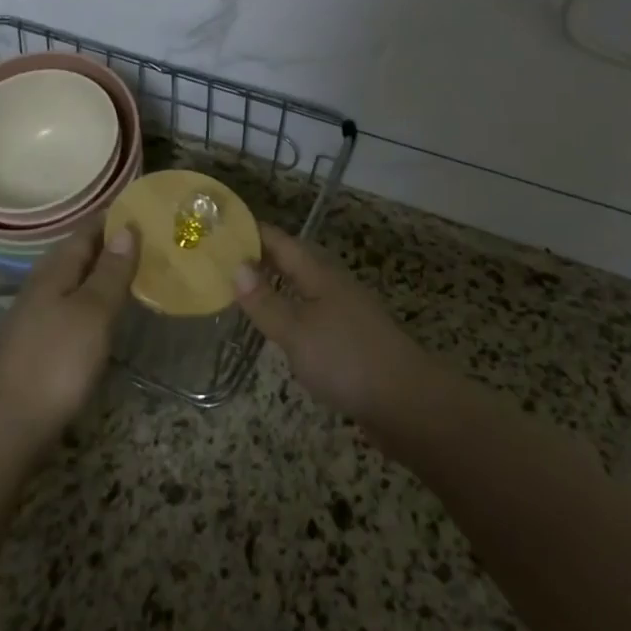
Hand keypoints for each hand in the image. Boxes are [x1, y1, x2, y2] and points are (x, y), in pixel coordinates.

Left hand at [0, 220, 138, 446]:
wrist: (7, 426)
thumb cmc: (56, 362)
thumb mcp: (93, 312)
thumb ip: (111, 271)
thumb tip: (126, 227)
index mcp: (54, 269)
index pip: (86, 230)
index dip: (113, 217)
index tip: (144, 208)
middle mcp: (41, 285)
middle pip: (78, 253)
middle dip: (110, 243)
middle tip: (149, 239)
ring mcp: (34, 315)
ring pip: (73, 280)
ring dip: (101, 272)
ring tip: (135, 271)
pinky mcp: (36, 343)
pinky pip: (70, 305)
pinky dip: (92, 299)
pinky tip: (106, 312)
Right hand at [233, 225, 432, 426]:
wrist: (407, 402)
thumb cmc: (346, 359)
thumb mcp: (296, 330)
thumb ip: (265, 301)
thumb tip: (236, 266)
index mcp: (320, 274)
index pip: (282, 242)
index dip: (254, 233)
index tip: (223, 227)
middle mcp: (334, 286)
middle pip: (294, 262)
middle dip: (262, 258)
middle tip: (224, 259)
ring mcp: (346, 313)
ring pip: (304, 289)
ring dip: (277, 285)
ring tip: (245, 291)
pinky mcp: (352, 341)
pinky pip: (313, 315)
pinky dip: (291, 312)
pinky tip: (281, 329)